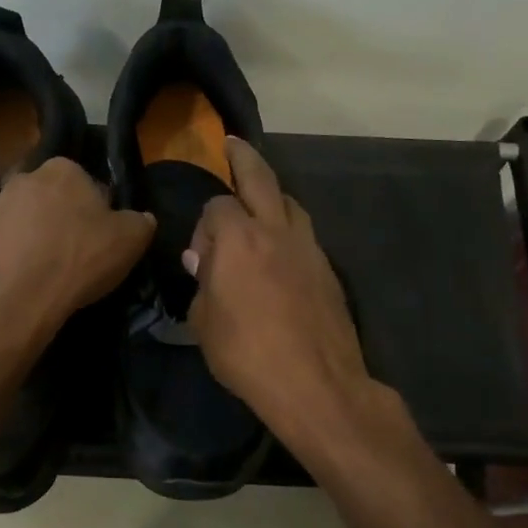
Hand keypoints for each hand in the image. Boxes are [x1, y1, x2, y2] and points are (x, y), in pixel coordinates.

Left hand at [0, 157, 153, 356]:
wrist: (15, 300)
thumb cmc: (78, 260)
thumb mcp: (131, 241)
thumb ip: (140, 221)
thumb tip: (142, 218)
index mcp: (62, 170)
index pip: (86, 182)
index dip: (96, 209)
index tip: (101, 236)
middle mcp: (23, 179)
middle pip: (52, 199)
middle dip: (62, 219)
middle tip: (76, 253)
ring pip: (25, 220)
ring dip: (35, 237)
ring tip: (48, 272)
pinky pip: (3, 244)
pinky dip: (13, 257)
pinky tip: (24, 280)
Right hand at [185, 139, 373, 443]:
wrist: (316, 383)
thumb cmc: (247, 354)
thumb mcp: (204, 323)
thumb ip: (202, 284)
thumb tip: (202, 262)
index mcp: (238, 238)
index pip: (216, 207)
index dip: (203, 227)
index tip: (199, 258)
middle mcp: (275, 230)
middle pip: (260, 177)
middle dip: (243, 157)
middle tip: (232, 144)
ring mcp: (308, 247)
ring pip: (290, 202)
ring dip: (272, 196)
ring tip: (259, 203)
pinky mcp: (328, 269)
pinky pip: (305, 233)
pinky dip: (289, 229)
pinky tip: (281, 250)